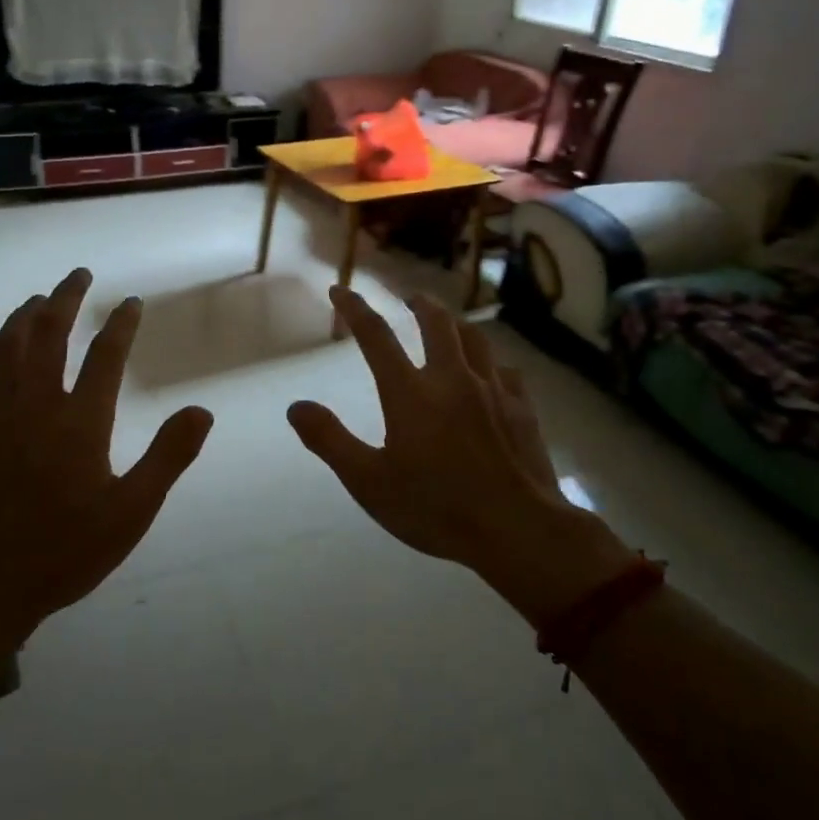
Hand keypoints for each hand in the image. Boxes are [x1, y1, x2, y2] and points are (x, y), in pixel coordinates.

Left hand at [0, 269, 212, 647]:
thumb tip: (202, 410)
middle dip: (66, 299)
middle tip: (79, 274)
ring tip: (38, 297)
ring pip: (7, 347)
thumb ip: (167, 457)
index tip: (131, 302)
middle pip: (48, 334)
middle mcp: (34, 406)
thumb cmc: (62, 554)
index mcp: (79, 422)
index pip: (104, 356)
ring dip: (25, 316)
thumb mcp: (130, 513)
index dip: (121, 324)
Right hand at [288, 288, 631, 623]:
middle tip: (410, 298)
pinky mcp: (522, 409)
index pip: (375, 336)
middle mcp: (452, 379)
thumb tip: (296, 406)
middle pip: (436, 323)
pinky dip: (491, 363)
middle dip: (420, 304)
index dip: (354, 308)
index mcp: (410, 393)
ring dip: (456, 324)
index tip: (340, 289)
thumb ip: (330, 440)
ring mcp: (492, 391)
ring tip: (448, 323)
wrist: (517, 529)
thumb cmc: (436, 508)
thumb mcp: (368, 482)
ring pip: (474, 339)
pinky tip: (492, 372)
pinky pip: (506, 371)